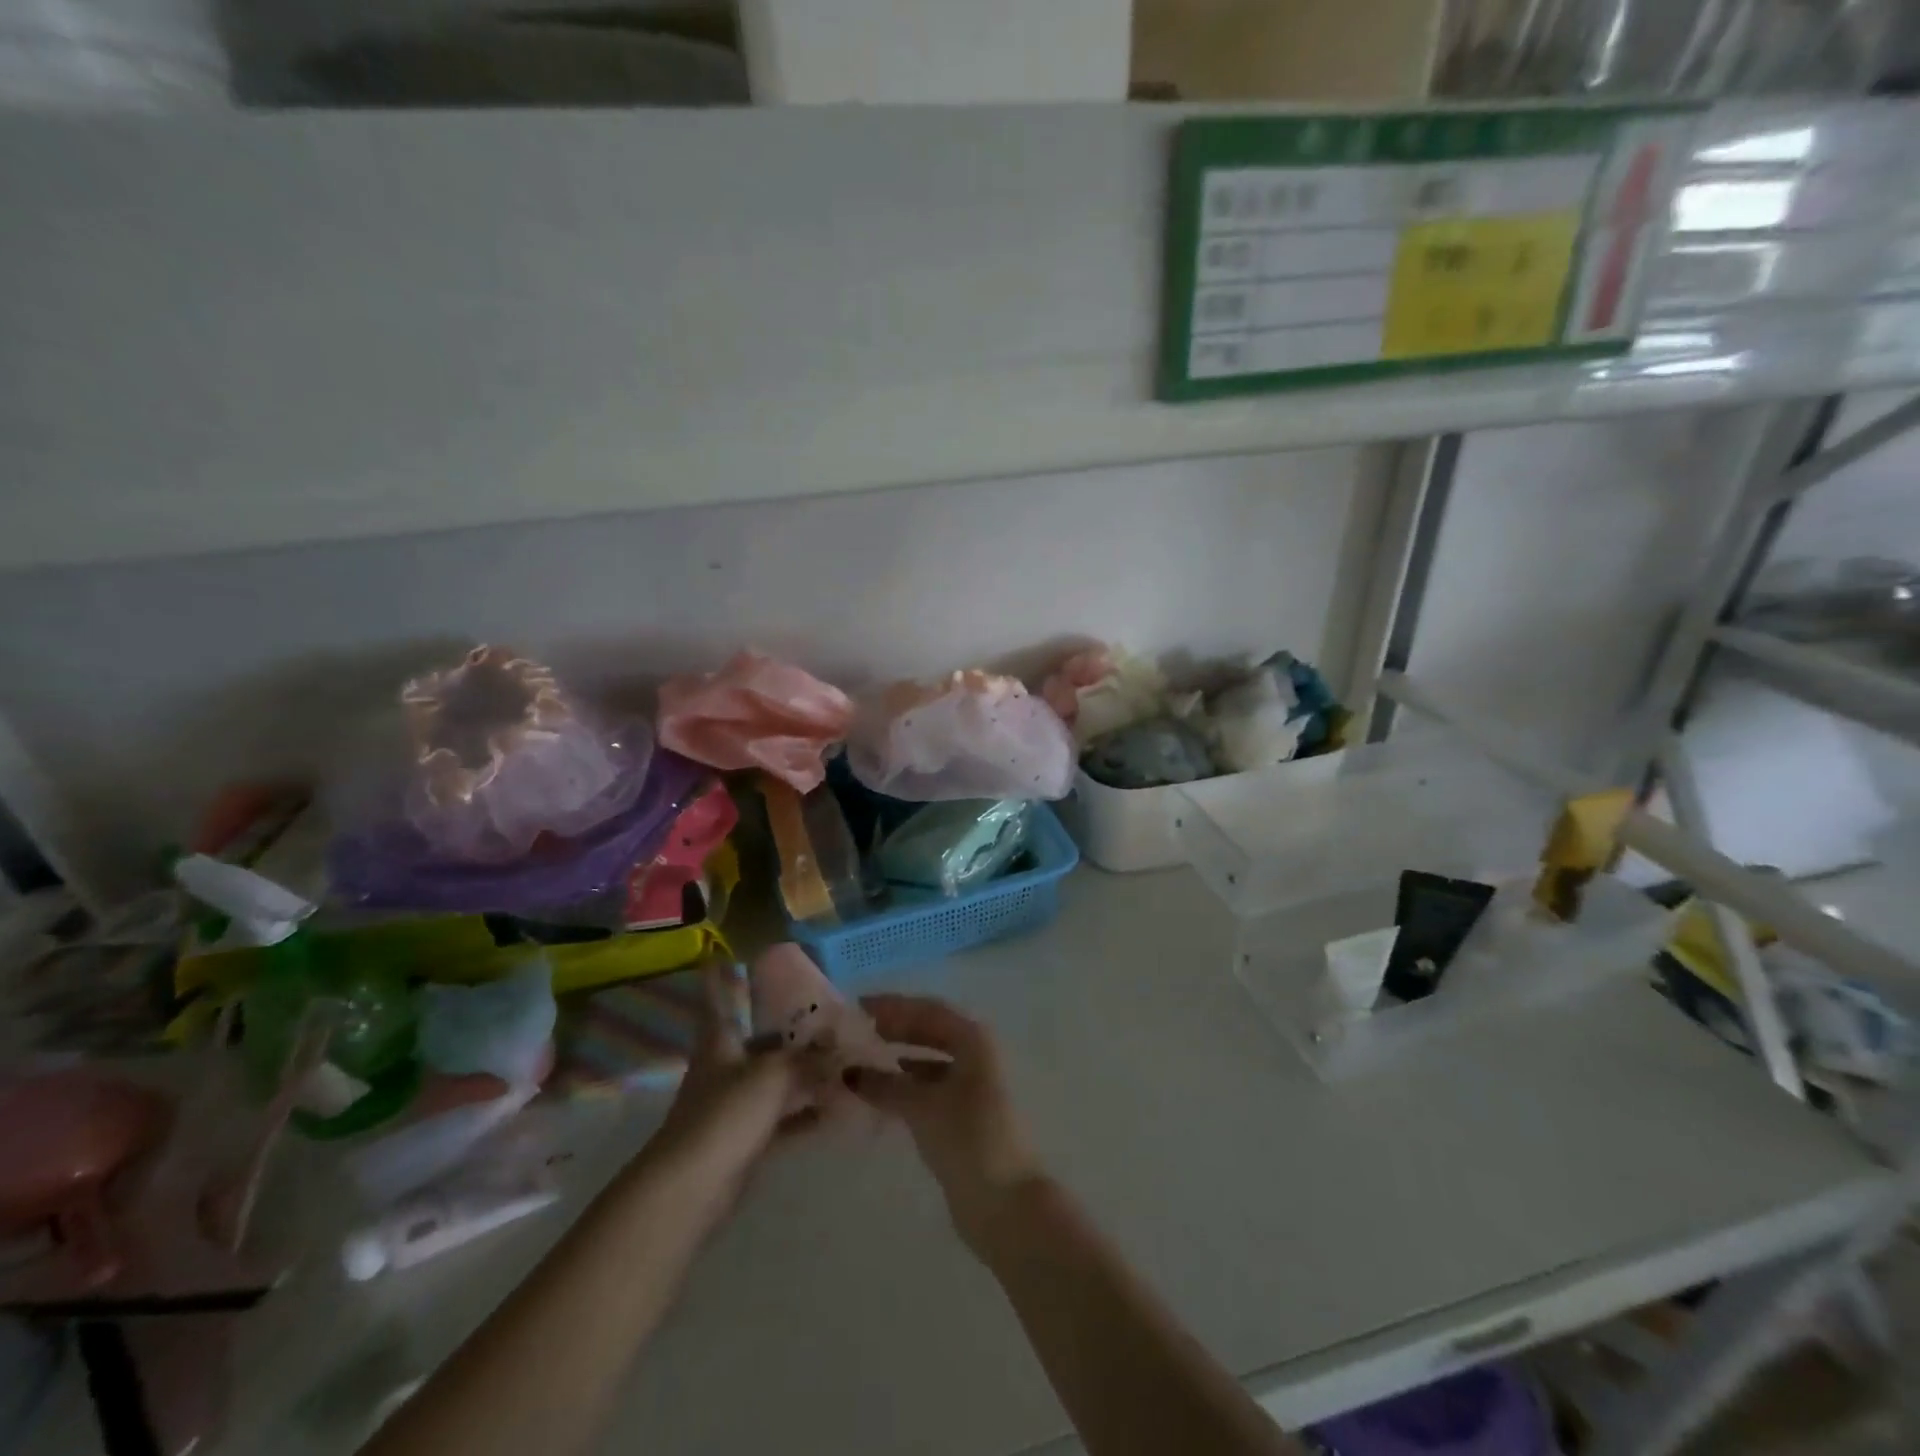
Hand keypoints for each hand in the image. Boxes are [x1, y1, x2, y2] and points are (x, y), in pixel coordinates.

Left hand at [646, 964, 821, 1218]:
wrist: (690, 1191)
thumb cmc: (724, 1116)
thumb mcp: (773, 1076)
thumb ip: (808, 1061)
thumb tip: (841, 1050)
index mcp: (720, 1042)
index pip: (718, 999)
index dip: (721, 976)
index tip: (726, 953)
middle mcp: (725, 1067)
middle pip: (757, 1039)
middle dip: (787, 1027)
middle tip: (825, 1010)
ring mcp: (734, 1106)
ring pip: (775, 1079)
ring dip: (804, 1072)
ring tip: (843, 1058)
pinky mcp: (745, 1141)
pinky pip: (784, 1118)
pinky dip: (807, 1112)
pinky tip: (838, 1108)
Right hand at [850, 995, 1043, 1251]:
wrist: (1006, 1202)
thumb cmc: (968, 1138)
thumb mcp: (922, 1106)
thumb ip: (885, 1085)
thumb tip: (849, 1072)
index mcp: (973, 1040)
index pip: (927, 1010)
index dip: (893, 1006)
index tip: (858, 1006)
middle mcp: (976, 1055)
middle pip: (930, 1031)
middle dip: (895, 1028)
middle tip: (857, 1031)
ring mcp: (973, 1086)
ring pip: (930, 1060)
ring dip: (899, 1057)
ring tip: (862, 1060)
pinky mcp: (966, 1115)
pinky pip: (930, 1086)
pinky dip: (907, 1084)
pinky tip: (883, 1092)